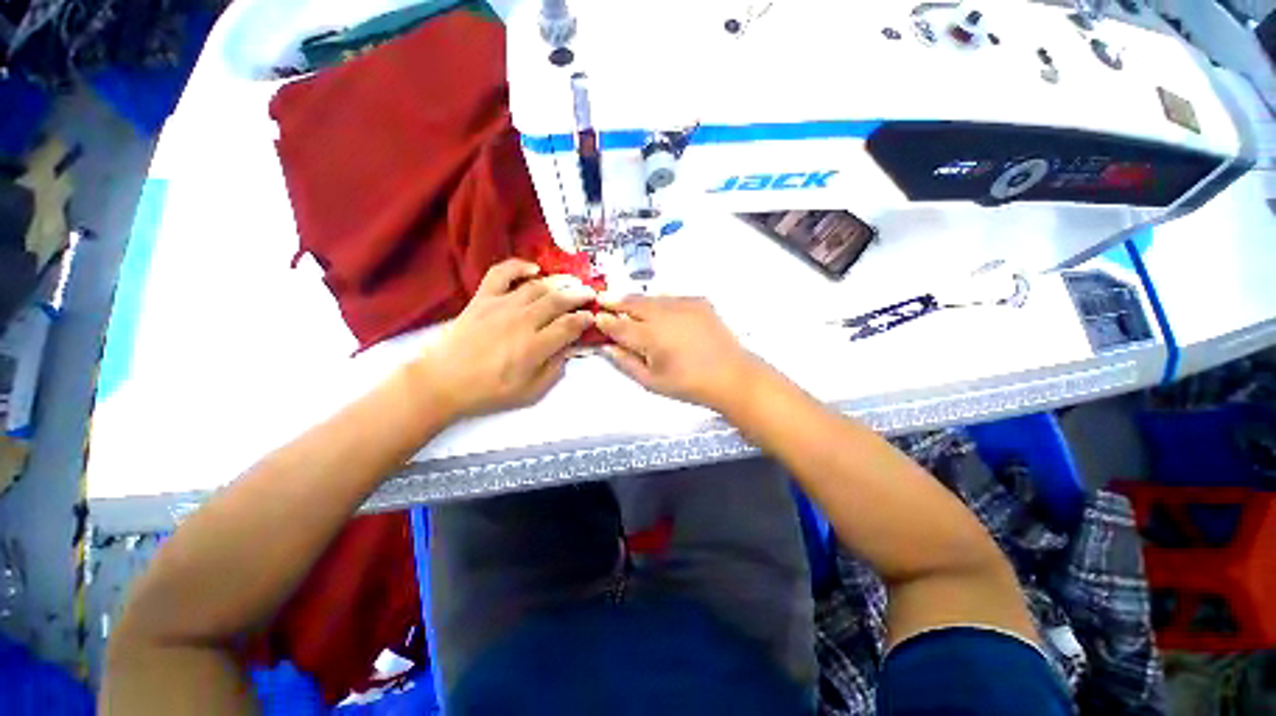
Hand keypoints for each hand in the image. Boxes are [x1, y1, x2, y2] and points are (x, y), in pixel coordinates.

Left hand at [410, 259, 595, 419]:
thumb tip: (568, 348)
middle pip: (558, 301)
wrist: (442, 382)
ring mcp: (501, 306)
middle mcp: (522, 321)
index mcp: (535, 346)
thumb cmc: (489, 391)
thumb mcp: (530, 392)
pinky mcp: (483, 298)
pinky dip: (519, 266)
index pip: (569, 325)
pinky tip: (534, 268)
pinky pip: (502, 273)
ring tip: (571, 282)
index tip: (591, 317)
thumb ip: (554, 370)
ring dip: (559, 282)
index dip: (585, 319)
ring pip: (537, 286)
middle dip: (578, 295)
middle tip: (589, 294)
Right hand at [595, 295, 761, 409]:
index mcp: (650, 337)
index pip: (618, 325)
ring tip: (629, 305)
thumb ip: (625, 363)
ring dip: (637, 301)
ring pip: (651, 297)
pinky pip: (671, 298)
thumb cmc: (688, 384)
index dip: (604, 321)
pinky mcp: (698, 301)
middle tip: (603, 300)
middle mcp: (664, 314)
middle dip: (615, 301)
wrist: (731, 375)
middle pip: (632, 302)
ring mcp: (683, 304)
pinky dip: (660, 303)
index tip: (596, 318)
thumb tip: (607, 347)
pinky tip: (660, 313)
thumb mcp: (651, 382)